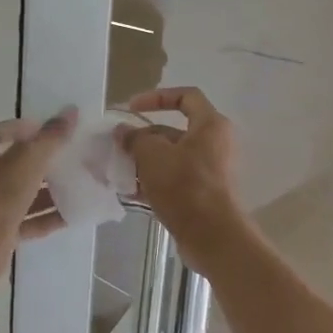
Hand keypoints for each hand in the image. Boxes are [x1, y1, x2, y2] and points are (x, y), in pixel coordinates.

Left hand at [0, 108, 77, 282]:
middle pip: (9, 163)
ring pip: (18, 193)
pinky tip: (70, 215)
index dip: (20, 127)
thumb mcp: (27, 160)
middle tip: (67, 157)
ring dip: (45, 190)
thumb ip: (50, 137)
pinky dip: (43, 217)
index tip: (47, 129)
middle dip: (39, 161)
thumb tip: (71, 111)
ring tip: (75, 185)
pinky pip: (23, 220)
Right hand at [116, 87, 246, 274]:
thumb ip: (135, 138)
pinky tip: (129, 191)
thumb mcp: (153, 155)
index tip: (131, 108)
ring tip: (118, 170)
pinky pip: (173, 179)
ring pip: (171, 157)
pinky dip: (153, 181)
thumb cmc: (185, 185)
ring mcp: (209, 170)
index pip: (186, 96)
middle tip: (118, 146)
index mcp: (210, 125)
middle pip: (173, 131)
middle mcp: (214, 144)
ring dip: (144, 161)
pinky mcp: (202, 194)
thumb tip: (123, 132)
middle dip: (143, 137)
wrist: (212, 235)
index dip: (156, 97)